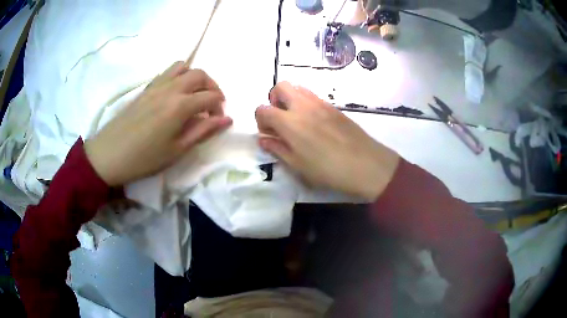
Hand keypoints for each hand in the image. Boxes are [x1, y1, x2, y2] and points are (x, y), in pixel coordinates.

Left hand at [85, 62, 231, 185]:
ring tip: (194, 94)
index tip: (217, 121)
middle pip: (200, 74)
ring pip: (183, 67)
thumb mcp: (177, 150)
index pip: (211, 96)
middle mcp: (171, 88)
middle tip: (211, 105)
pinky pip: (167, 72)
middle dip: (212, 87)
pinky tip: (175, 94)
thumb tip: (227, 120)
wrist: (110, 154)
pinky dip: (179, 76)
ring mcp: (157, 85)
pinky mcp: (146, 88)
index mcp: (180, 105)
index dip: (219, 107)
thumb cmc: (145, 158)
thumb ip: (203, 131)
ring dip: (195, 77)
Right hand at [255, 82, 398, 200]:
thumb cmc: (328, 169)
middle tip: (280, 120)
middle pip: (280, 87)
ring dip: (290, 99)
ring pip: (298, 88)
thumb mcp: (298, 165)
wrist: (365, 163)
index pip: (263, 109)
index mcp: (289, 122)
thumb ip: (278, 149)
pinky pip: (312, 96)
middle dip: (274, 100)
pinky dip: (305, 103)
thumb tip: (263, 139)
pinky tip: (314, 124)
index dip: (260, 120)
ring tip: (296, 121)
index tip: (268, 133)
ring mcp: (320, 103)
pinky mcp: (333, 106)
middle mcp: (302, 106)